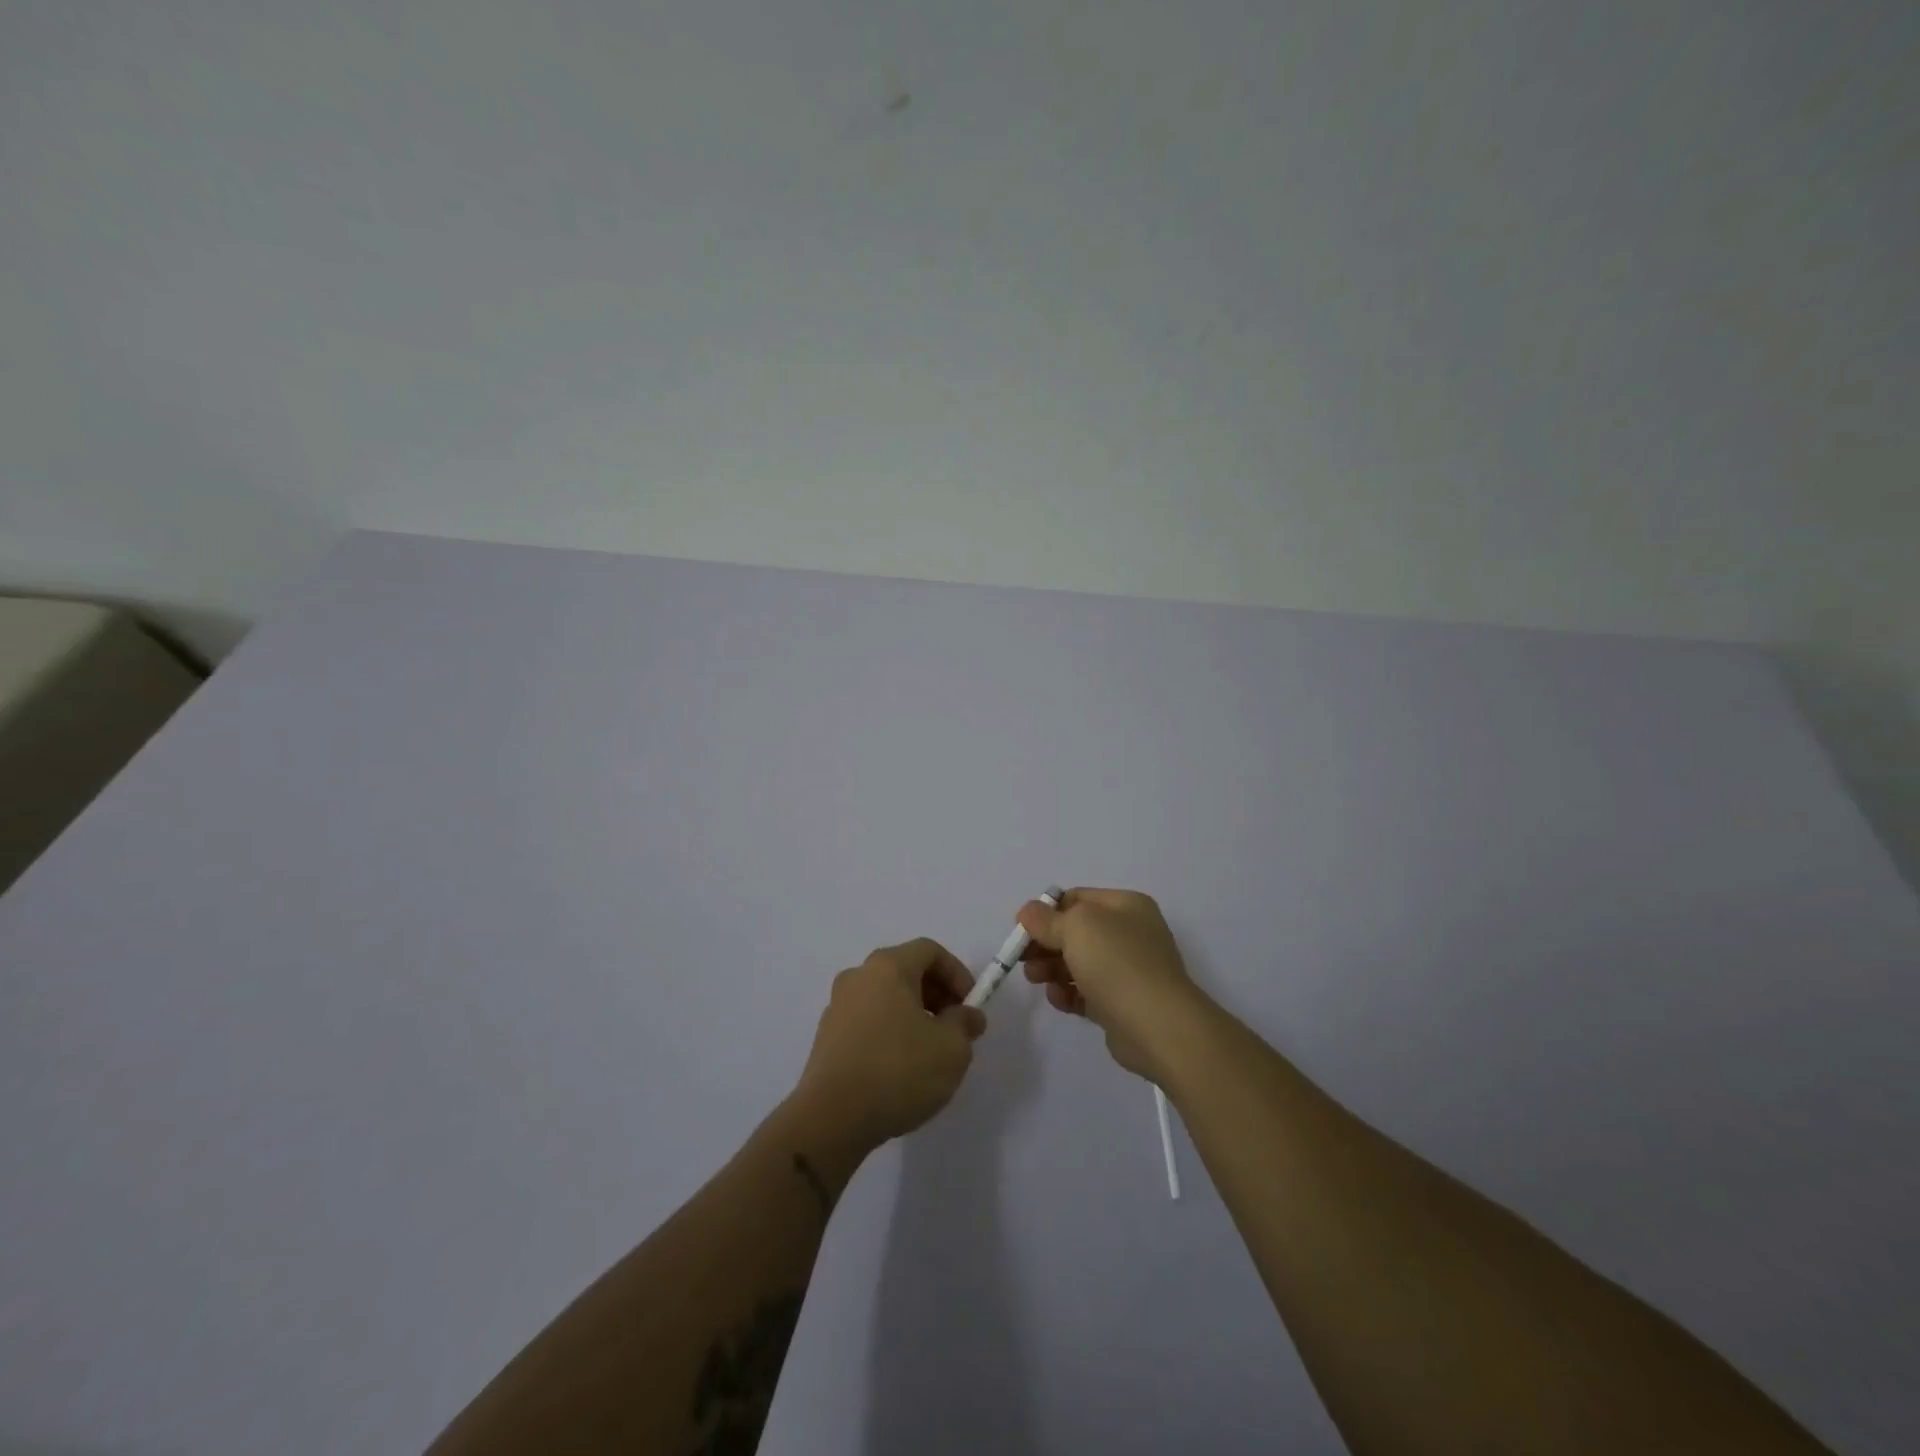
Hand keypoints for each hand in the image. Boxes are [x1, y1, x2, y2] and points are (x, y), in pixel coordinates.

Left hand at [793, 938, 985, 1151]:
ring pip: (886, 998)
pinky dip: (890, 1032)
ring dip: (913, 1015)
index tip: (970, 1006)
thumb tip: (967, 1015)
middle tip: (955, 1029)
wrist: (831, 1119)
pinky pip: (868, 1021)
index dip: (957, 973)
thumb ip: (965, 1024)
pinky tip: (900, 1069)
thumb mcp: (951, 1048)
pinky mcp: (827, 1038)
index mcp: (887, 966)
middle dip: (937, 995)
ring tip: (930, 1052)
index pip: (929, 951)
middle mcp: (858, 976)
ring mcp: (837, 1006)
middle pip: (906, 971)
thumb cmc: (898, 1071)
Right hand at [1018, 888, 1208, 1079]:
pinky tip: (1058, 999)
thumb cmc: (1117, 963)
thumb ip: (1046, 919)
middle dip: (1045, 944)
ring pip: (1078, 963)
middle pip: (1075, 932)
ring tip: (1035, 979)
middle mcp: (1130, 933)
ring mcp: (1128, 970)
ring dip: (1052, 969)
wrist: (1158, 1026)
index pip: (1077, 899)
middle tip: (1022, 959)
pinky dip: (1069, 993)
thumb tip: (1028, 911)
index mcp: (1126, 906)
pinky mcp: (1122, 1004)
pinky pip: (1087, 992)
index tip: (1022, 929)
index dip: (1047, 911)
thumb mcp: (1076, 927)